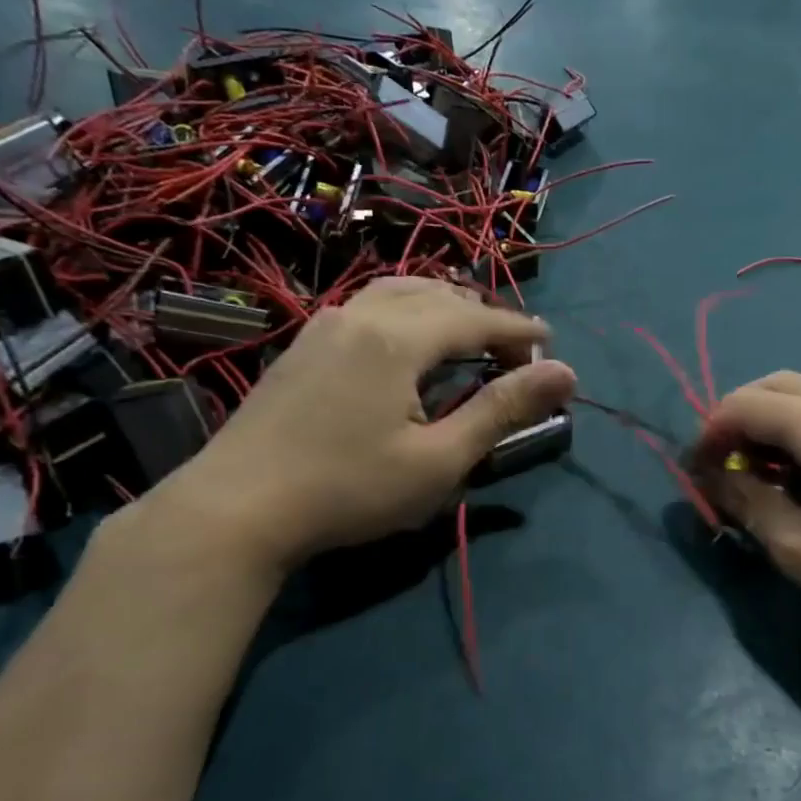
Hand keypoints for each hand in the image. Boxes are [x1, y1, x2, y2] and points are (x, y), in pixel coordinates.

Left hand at [146, 278, 576, 572]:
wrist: (235, 509)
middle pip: (440, 295)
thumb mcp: (439, 460)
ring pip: (401, 292)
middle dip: (487, 317)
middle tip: (516, 354)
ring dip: (446, 306)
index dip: (520, 331)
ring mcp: (326, 324)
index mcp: (398, 338)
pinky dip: (410, 311)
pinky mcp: (305, 343)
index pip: (477, 318)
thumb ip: (502, 410)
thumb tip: (565, 373)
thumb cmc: (348, 490)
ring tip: (471, 336)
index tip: (552, 345)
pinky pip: (372, 305)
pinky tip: (411, 342)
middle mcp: (362, 314)